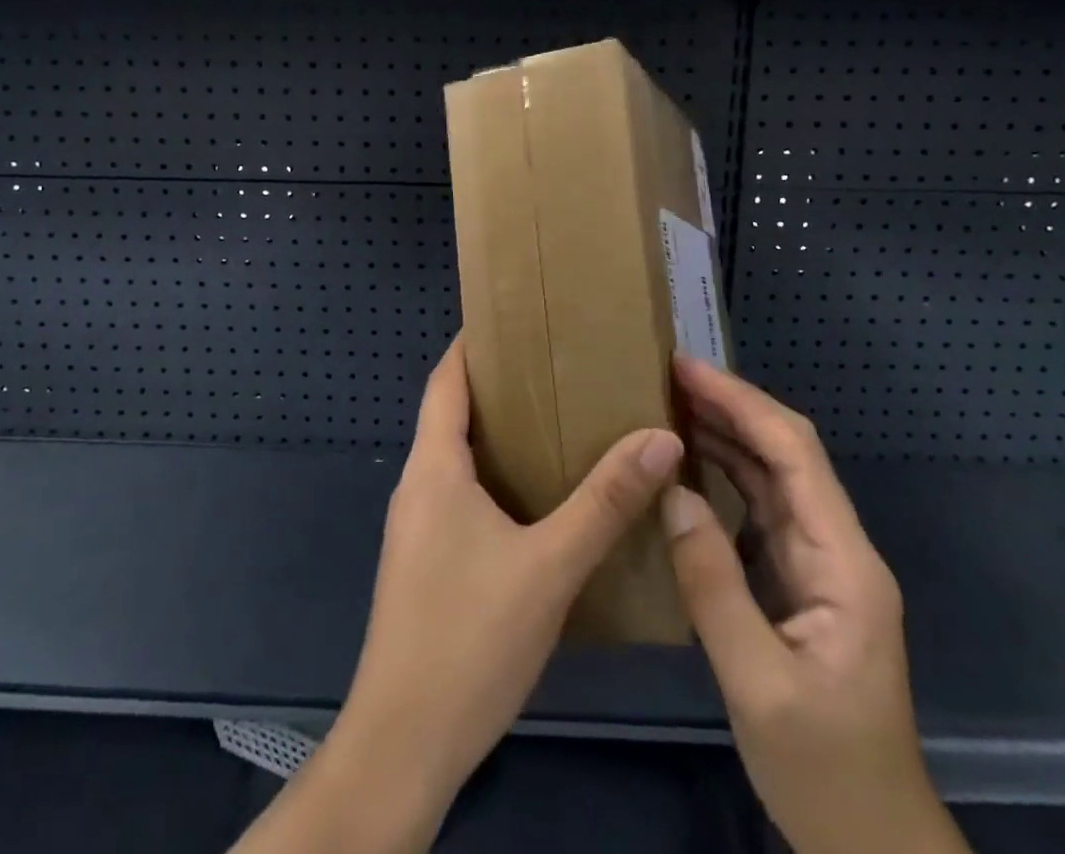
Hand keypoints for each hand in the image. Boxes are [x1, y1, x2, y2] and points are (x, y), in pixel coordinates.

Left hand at [258, 337, 681, 852]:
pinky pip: (464, 496)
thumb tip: (660, 436)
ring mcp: (419, 528)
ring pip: (460, 458)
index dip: (474, 343)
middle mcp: (419, 486)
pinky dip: (499, 478)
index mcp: (434, 467)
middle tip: (559, 366)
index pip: (446, 379)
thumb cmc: (468, 638)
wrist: (404, 746)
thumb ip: (605, 501)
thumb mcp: (549, 566)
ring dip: (502, 434)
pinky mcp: (428, 563)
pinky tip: (542, 497)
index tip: (517, 318)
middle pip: (454, 413)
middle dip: (501, 385)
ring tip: (561, 419)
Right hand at [663, 355, 968, 853]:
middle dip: (732, 406)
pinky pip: (762, 509)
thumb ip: (714, 585)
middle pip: (786, 454)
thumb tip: (673, 494)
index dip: (741, 403)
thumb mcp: (759, 684)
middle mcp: (838, 548)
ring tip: (673, 403)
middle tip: (669, 375)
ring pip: (774, 476)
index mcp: (843, 563)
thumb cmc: (824, 772)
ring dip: (727, 435)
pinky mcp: (802, 581)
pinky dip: (726, 475)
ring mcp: (822, 564)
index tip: (687, 370)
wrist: (872, 844)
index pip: (793, 454)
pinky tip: (692, 464)